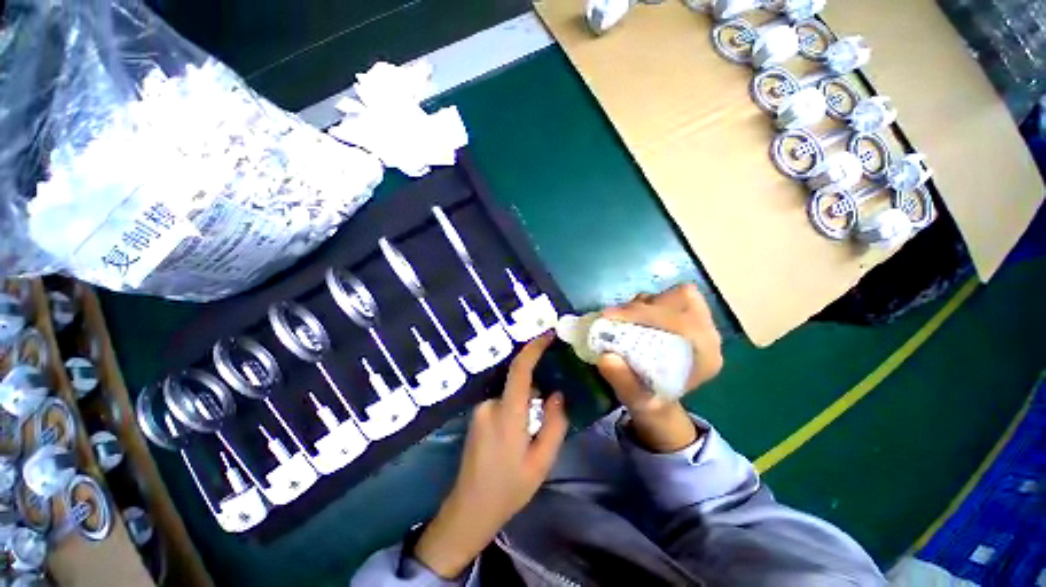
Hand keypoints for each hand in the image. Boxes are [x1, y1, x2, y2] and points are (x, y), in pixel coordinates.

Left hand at [414, 334, 568, 577]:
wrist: (470, 508)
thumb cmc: (510, 487)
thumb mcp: (542, 461)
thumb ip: (554, 423)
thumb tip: (557, 394)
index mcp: (508, 414)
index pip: (520, 370)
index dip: (533, 348)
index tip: (548, 335)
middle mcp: (490, 404)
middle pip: (517, 380)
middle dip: (537, 381)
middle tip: (555, 394)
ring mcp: (480, 409)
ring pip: (511, 391)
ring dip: (527, 396)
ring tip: (539, 418)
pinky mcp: (477, 415)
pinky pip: (502, 399)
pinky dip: (517, 402)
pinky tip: (524, 425)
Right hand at [597, 284, 722, 452]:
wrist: (659, 398)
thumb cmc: (650, 400)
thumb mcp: (636, 399)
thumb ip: (623, 381)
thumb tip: (606, 357)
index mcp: (706, 357)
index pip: (681, 321)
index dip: (644, 314)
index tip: (610, 316)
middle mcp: (708, 335)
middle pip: (682, 299)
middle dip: (645, 305)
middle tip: (618, 318)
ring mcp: (700, 323)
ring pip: (675, 294)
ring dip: (644, 303)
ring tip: (624, 320)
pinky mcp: (686, 316)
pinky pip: (669, 296)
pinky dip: (647, 302)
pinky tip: (633, 318)